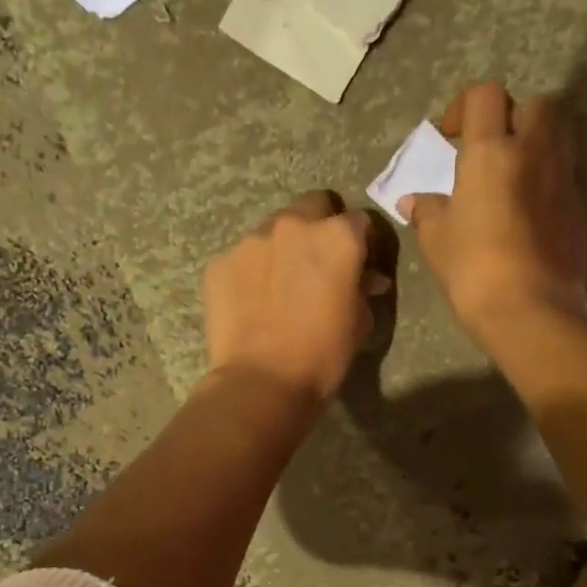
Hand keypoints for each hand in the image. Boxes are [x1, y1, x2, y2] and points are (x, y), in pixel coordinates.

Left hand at [203, 190, 384, 403]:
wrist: (262, 381)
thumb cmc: (323, 354)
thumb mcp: (359, 322)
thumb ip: (362, 289)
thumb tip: (366, 279)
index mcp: (337, 236)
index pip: (358, 220)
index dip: (361, 241)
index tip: (358, 261)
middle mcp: (293, 225)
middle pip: (312, 205)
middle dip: (320, 224)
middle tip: (318, 260)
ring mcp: (251, 241)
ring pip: (273, 229)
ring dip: (282, 246)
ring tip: (280, 283)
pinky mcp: (220, 263)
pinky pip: (242, 257)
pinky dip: (252, 271)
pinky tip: (253, 301)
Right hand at [400, 82, 586, 340]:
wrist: (529, 308)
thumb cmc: (472, 268)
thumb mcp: (436, 239)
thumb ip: (427, 211)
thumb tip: (414, 201)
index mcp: (491, 152)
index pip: (484, 95)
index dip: (465, 107)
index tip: (452, 137)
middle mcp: (535, 152)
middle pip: (534, 105)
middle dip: (513, 118)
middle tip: (493, 150)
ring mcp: (566, 179)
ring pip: (561, 136)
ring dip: (539, 144)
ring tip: (517, 176)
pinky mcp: (585, 208)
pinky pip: (570, 178)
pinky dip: (553, 183)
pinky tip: (535, 214)